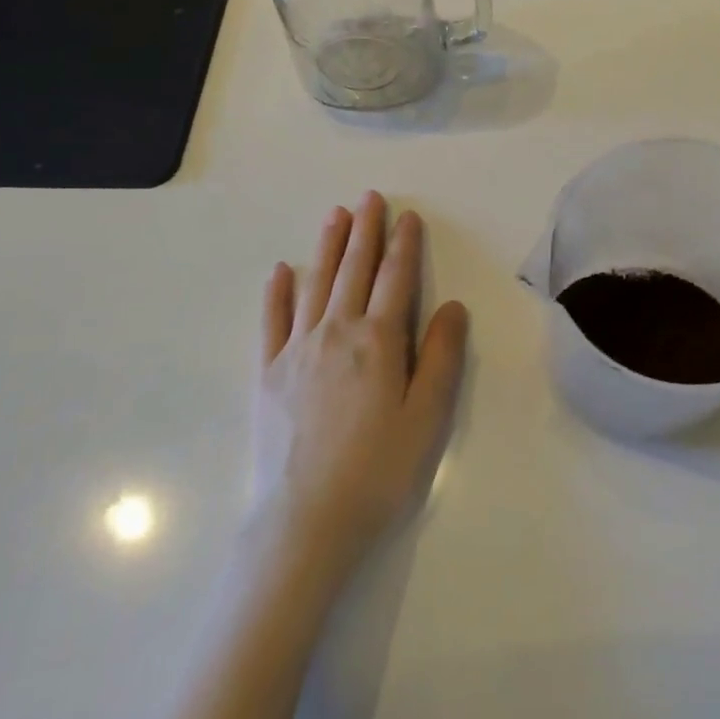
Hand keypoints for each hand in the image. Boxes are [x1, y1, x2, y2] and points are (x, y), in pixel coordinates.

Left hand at [250, 192, 468, 572]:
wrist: (306, 521)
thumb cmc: (378, 470)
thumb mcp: (427, 416)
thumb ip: (440, 356)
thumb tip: (451, 306)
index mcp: (379, 341)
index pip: (395, 279)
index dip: (404, 245)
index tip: (407, 216)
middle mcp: (336, 332)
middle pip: (354, 270)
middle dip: (365, 231)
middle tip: (369, 197)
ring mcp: (296, 350)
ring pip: (315, 284)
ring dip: (326, 246)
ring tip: (334, 215)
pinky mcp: (268, 373)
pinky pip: (273, 321)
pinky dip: (278, 292)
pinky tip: (281, 270)